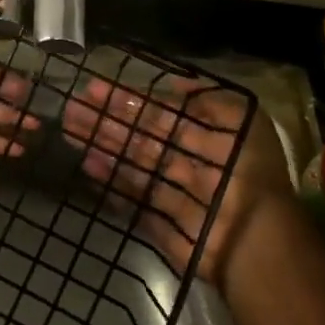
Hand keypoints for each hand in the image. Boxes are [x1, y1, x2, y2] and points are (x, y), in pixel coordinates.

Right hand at [61, 75, 290, 283]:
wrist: (253, 241)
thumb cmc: (249, 175)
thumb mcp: (244, 121)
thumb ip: (210, 99)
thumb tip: (175, 83)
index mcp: (207, 138)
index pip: (160, 113)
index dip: (128, 100)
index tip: (94, 88)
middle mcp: (188, 163)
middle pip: (140, 137)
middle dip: (106, 120)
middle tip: (72, 108)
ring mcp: (171, 192)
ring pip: (131, 163)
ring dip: (102, 145)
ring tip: (71, 130)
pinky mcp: (160, 222)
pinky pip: (131, 196)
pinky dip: (109, 181)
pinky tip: (87, 163)